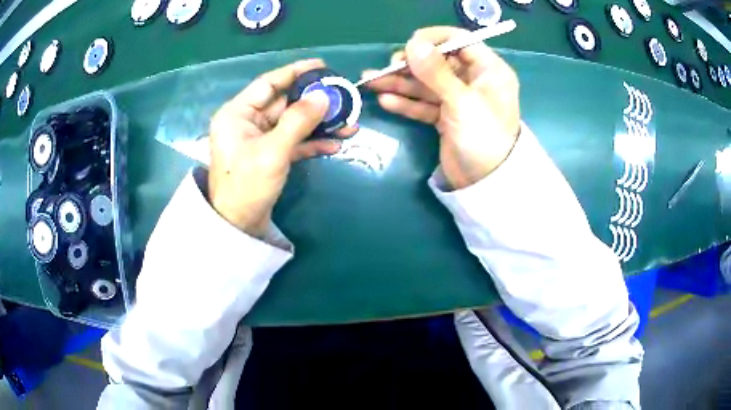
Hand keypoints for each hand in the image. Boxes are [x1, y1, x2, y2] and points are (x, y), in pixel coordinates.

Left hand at [209, 59, 356, 236]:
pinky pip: (293, 141)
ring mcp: (259, 139)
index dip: (295, 72)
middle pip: (285, 103)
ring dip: (319, 125)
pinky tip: (334, 145)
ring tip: (348, 125)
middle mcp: (247, 122)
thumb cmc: (247, 185)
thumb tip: (324, 96)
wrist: (238, 225)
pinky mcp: (269, 155)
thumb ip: (298, 121)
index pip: (269, 84)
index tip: (322, 65)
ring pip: (293, 123)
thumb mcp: (273, 151)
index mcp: (237, 113)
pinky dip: (312, 143)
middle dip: (315, 103)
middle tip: (343, 98)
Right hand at [364, 27, 519, 189]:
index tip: (408, 46)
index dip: (432, 40)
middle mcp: (474, 81)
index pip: (459, 41)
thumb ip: (436, 72)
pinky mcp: (446, 117)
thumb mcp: (461, 101)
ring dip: (400, 84)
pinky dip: (407, 103)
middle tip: (386, 69)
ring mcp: (459, 99)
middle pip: (438, 63)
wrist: (485, 184)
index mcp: (489, 70)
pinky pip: (425, 104)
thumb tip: (413, 43)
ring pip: (427, 84)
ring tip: (371, 82)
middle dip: (410, 65)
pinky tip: (386, 101)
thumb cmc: (483, 137)